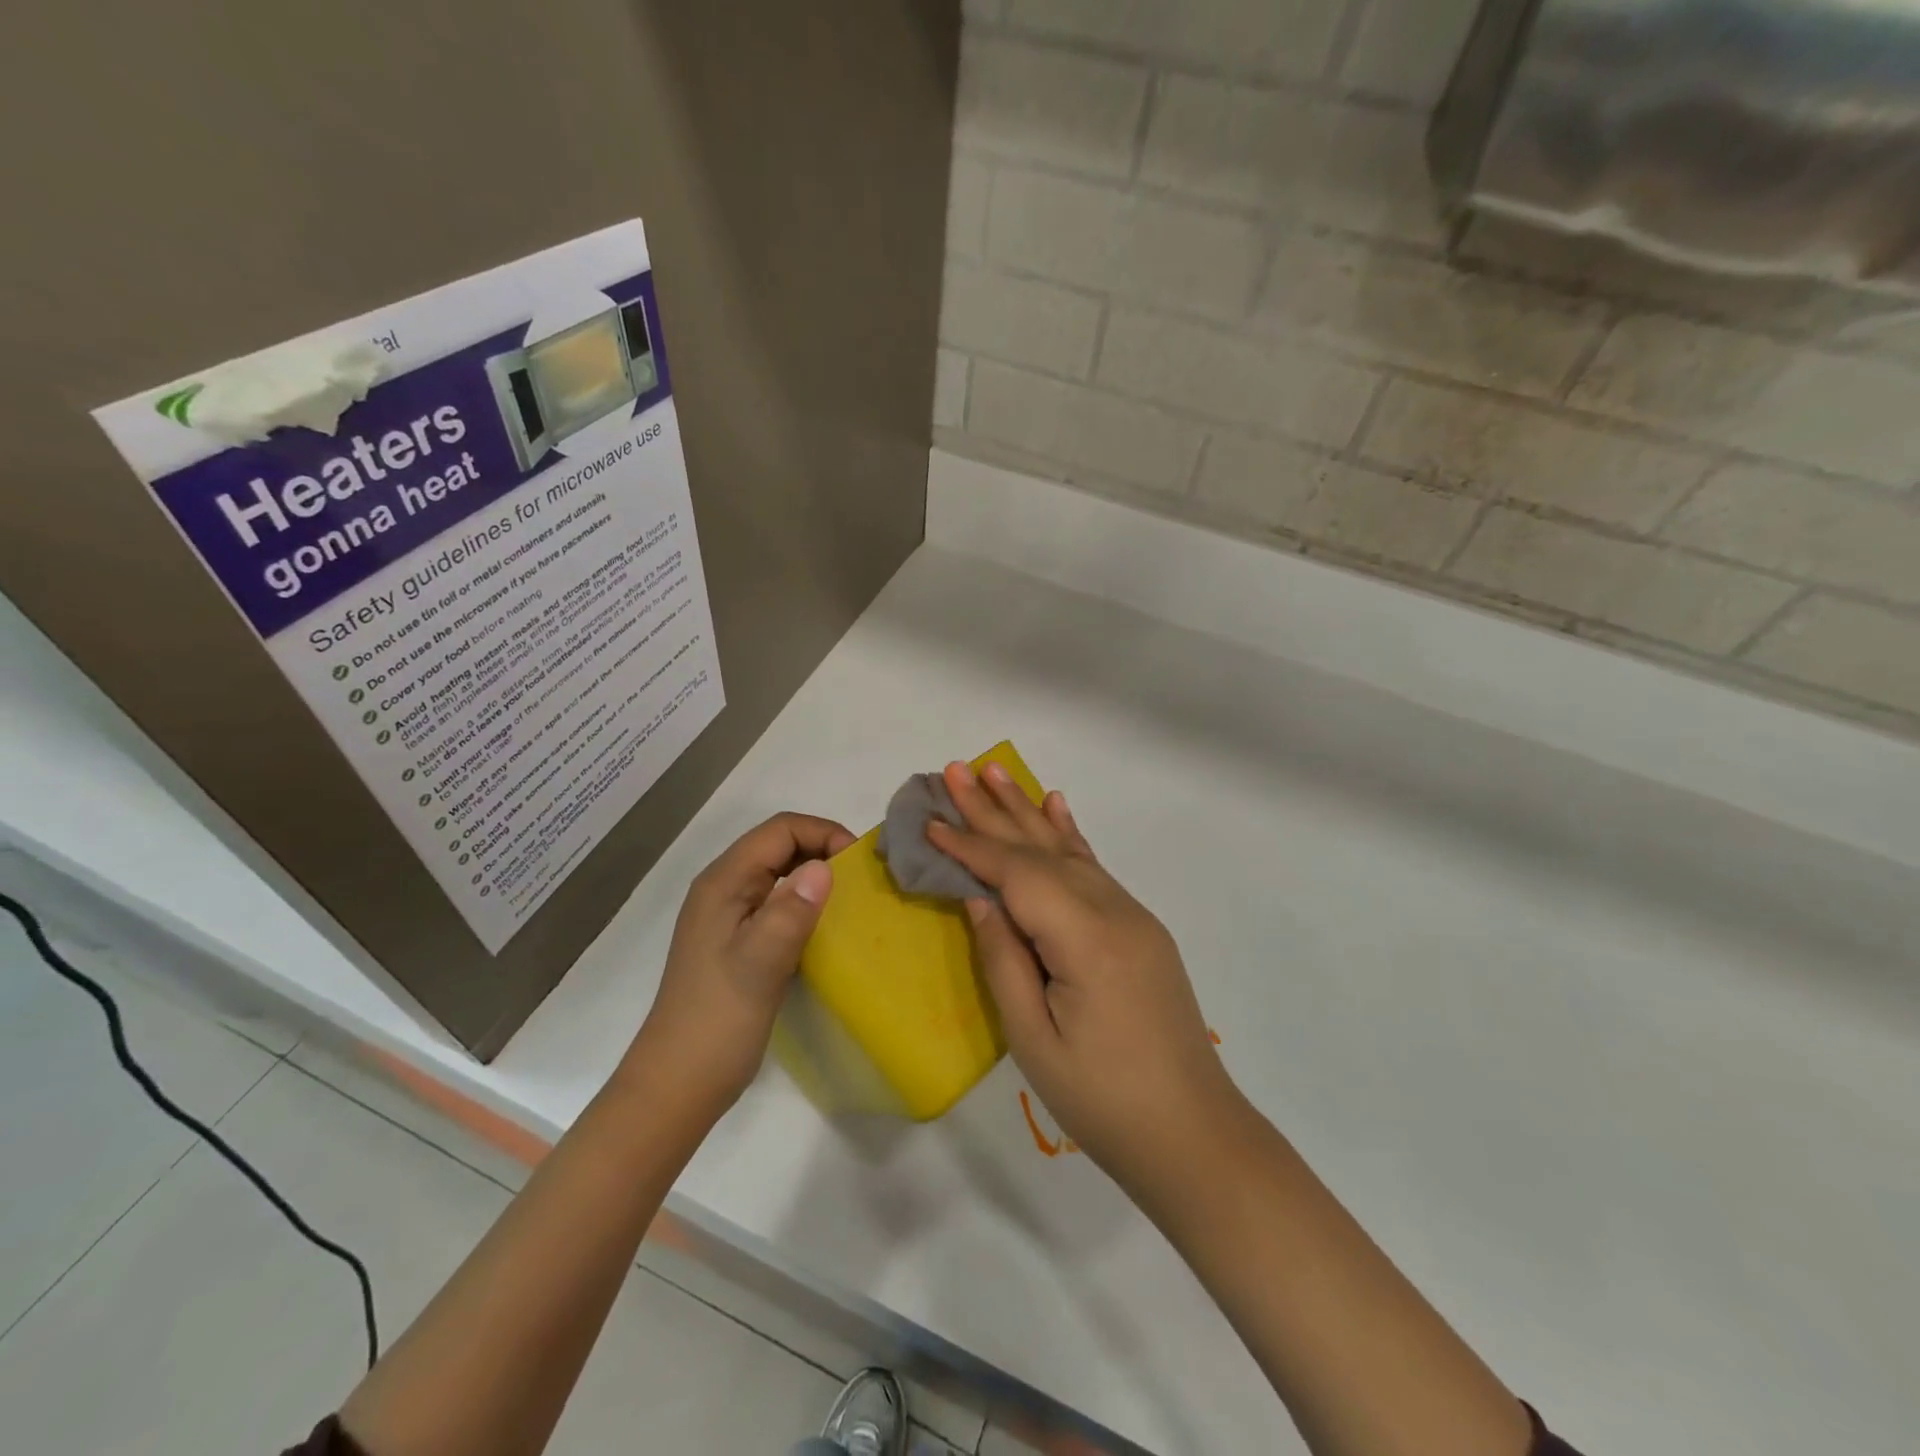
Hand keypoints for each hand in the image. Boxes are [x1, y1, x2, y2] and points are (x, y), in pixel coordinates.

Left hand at [631, 813, 854, 1117]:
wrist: (679, 1083)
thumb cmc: (718, 1021)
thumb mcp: (759, 964)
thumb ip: (791, 912)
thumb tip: (826, 867)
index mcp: (723, 883)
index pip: (780, 830)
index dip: (823, 833)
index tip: (859, 863)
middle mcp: (724, 888)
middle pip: (779, 845)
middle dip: (823, 849)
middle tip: (862, 878)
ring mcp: (730, 915)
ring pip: (780, 873)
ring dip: (816, 875)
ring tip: (852, 897)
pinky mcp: (738, 940)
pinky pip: (778, 902)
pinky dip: (806, 902)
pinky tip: (827, 926)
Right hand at [927, 763, 1236, 1190]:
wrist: (1193, 1133)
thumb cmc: (1102, 1100)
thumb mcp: (1034, 1039)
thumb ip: (1004, 958)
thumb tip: (977, 897)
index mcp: (1085, 939)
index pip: (1017, 875)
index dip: (970, 846)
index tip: (930, 820)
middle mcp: (1113, 911)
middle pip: (1041, 849)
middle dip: (992, 810)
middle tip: (953, 769)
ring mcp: (1133, 915)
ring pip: (1068, 850)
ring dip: (1026, 810)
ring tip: (993, 771)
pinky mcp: (1140, 927)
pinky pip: (1094, 868)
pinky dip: (1069, 834)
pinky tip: (1056, 805)